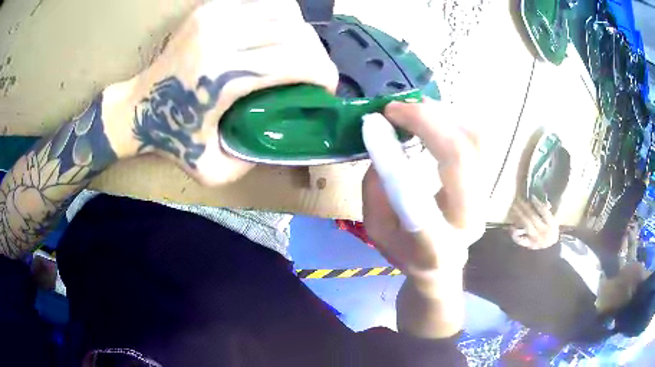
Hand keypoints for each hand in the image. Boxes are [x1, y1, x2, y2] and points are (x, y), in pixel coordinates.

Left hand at [115, 0, 337, 184]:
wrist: (137, 108)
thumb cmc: (171, 138)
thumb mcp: (213, 169)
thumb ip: (255, 158)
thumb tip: (288, 136)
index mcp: (223, 74)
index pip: (298, 60)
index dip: (324, 74)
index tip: (325, 89)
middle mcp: (222, 34)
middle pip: (297, 32)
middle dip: (317, 55)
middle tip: (312, 74)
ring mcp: (215, 14)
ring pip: (286, 11)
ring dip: (300, 34)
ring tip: (294, 54)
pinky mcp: (211, 7)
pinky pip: (264, 3)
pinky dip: (279, 18)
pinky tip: (273, 36)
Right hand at [362, 99, 483, 283]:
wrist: (442, 265)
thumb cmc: (406, 252)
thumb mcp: (377, 231)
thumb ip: (375, 191)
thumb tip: (381, 142)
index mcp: (436, 246)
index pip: (420, 201)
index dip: (396, 161)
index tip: (375, 126)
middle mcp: (469, 218)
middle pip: (462, 158)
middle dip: (428, 123)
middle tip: (394, 109)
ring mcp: (484, 196)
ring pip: (476, 141)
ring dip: (443, 116)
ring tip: (412, 107)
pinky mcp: (485, 178)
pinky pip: (476, 139)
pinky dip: (453, 119)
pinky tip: (431, 115)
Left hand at [509, 197, 559, 249]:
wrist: (550, 248)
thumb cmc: (551, 231)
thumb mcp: (553, 220)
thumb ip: (547, 210)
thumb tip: (544, 201)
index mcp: (551, 224)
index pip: (544, 211)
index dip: (537, 203)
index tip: (532, 197)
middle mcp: (543, 231)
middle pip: (533, 217)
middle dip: (525, 207)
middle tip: (518, 200)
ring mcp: (535, 239)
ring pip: (526, 226)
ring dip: (519, 216)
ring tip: (514, 208)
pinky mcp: (529, 245)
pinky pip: (521, 240)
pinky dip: (515, 234)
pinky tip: (511, 227)